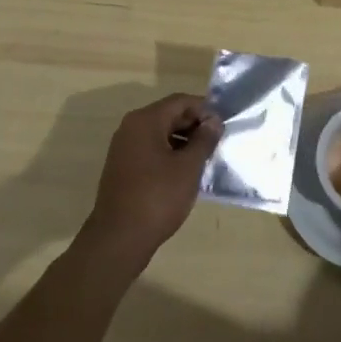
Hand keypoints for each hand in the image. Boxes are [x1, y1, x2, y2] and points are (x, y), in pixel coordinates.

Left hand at [81, 94, 222, 272]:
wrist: (118, 240)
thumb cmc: (157, 198)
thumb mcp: (188, 167)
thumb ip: (204, 140)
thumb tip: (214, 121)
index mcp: (146, 121)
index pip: (180, 101)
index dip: (204, 110)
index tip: (222, 126)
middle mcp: (131, 127)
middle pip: (169, 115)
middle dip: (194, 125)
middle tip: (216, 143)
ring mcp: (123, 148)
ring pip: (160, 133)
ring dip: (183, 141)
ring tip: (203, 159)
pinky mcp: (122, 167)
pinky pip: (150, 149)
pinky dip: (169, 154)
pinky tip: (184, 172)